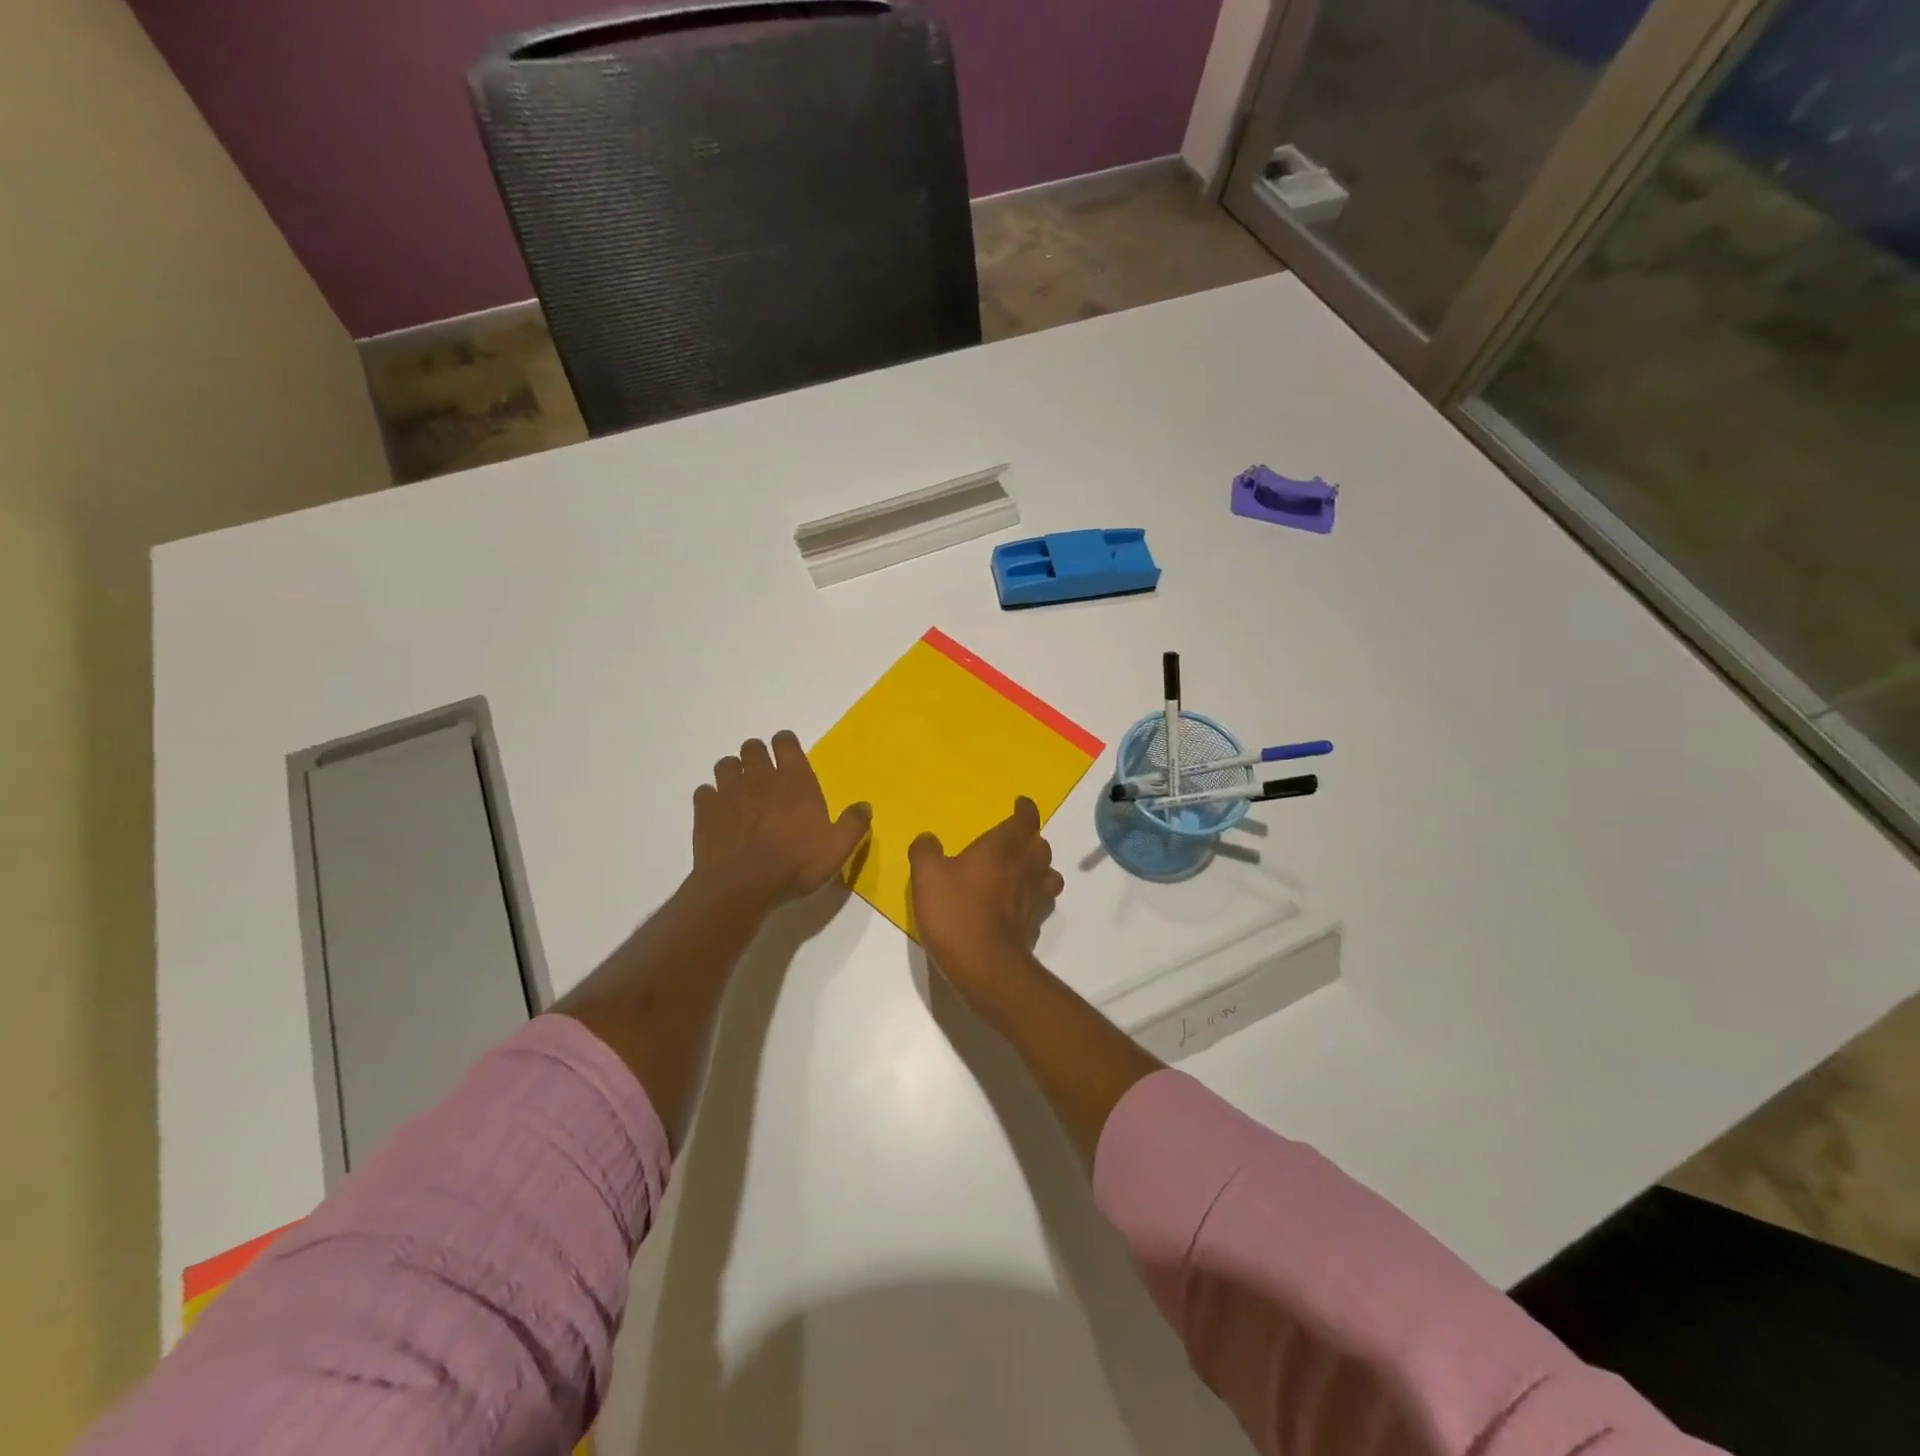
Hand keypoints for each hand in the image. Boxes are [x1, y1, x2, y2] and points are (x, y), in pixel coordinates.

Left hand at [693, 731, 870, 910]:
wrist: (742, 887)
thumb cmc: (795, 864)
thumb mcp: (837, 849)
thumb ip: (853, 824)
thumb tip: (865, 806)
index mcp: (794, 781)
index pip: (786, 743)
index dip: (786, 744)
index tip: (787, 752)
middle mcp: (760, 778)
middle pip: (752, 748)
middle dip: (757, 755)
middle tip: (764, 773)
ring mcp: (728, 792)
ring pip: (726, 765)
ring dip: (733, 772)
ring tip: (740, 790)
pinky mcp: (705, 811)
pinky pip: (705, 792)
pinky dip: (711, 797)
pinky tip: (719, 812)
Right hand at [908, 796, 1064, 995]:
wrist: (986, 966)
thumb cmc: (957, 911)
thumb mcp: (927, 875)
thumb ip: (926, 851)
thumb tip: (928, 838)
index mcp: (1004, 846)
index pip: (1026, 818)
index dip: (1025, 809)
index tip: (1021, 804)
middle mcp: (1027, 866)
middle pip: (1041, 844)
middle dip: (1030, 838)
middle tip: (1014, 840)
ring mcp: (1036, 897)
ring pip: (1049, 873)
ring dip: (1039, 868)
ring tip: (1022, 871)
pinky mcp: (1036, 924)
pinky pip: (1042, 901)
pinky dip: (1034, 897)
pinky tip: (1018, 905)